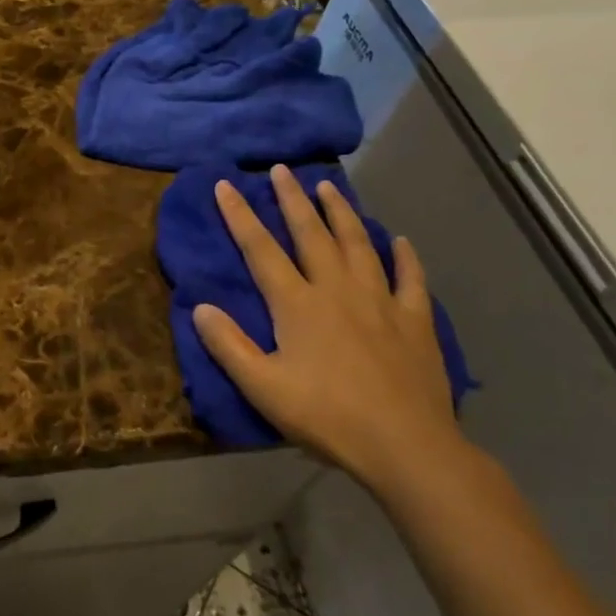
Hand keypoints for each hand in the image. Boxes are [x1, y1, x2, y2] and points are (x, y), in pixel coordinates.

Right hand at [192, 165, 461, 491]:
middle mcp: (337, 289)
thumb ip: (228, 345)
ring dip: (341, 212)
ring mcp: (381, 301)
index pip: (261, 249)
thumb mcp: (263, 387)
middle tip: (281, 170)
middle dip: (292, 199)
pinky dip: (404, 256)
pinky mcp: (415, 320)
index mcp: (297, 304)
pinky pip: (410, 278)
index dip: (240, 216)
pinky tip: (400, 241)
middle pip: (311, 234)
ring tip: (328, 187)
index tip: (226, 185)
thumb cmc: (327, 416)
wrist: (405, 445)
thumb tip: (200, 306)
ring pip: (358, 244)